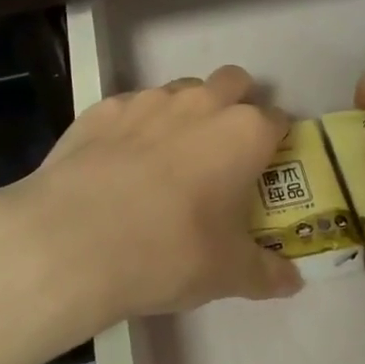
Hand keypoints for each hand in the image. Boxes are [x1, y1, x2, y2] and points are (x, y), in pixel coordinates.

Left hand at [0, 65, 301, 329]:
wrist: (72, 241)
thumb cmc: (169, 252)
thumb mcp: (227, 274)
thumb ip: (266, 273)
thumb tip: (293, 281)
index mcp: (244, 133)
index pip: (278, 120)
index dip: (276, 143)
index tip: (265, 169)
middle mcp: (202, 103)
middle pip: (234, 82)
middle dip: (237, 104)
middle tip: (223, 151)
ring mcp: (149, 100)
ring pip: (182, 89)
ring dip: (187, 112)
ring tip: (169, 159)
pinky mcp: (103, 109)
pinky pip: (132, 107)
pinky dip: (136, 127)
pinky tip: (119, 165)